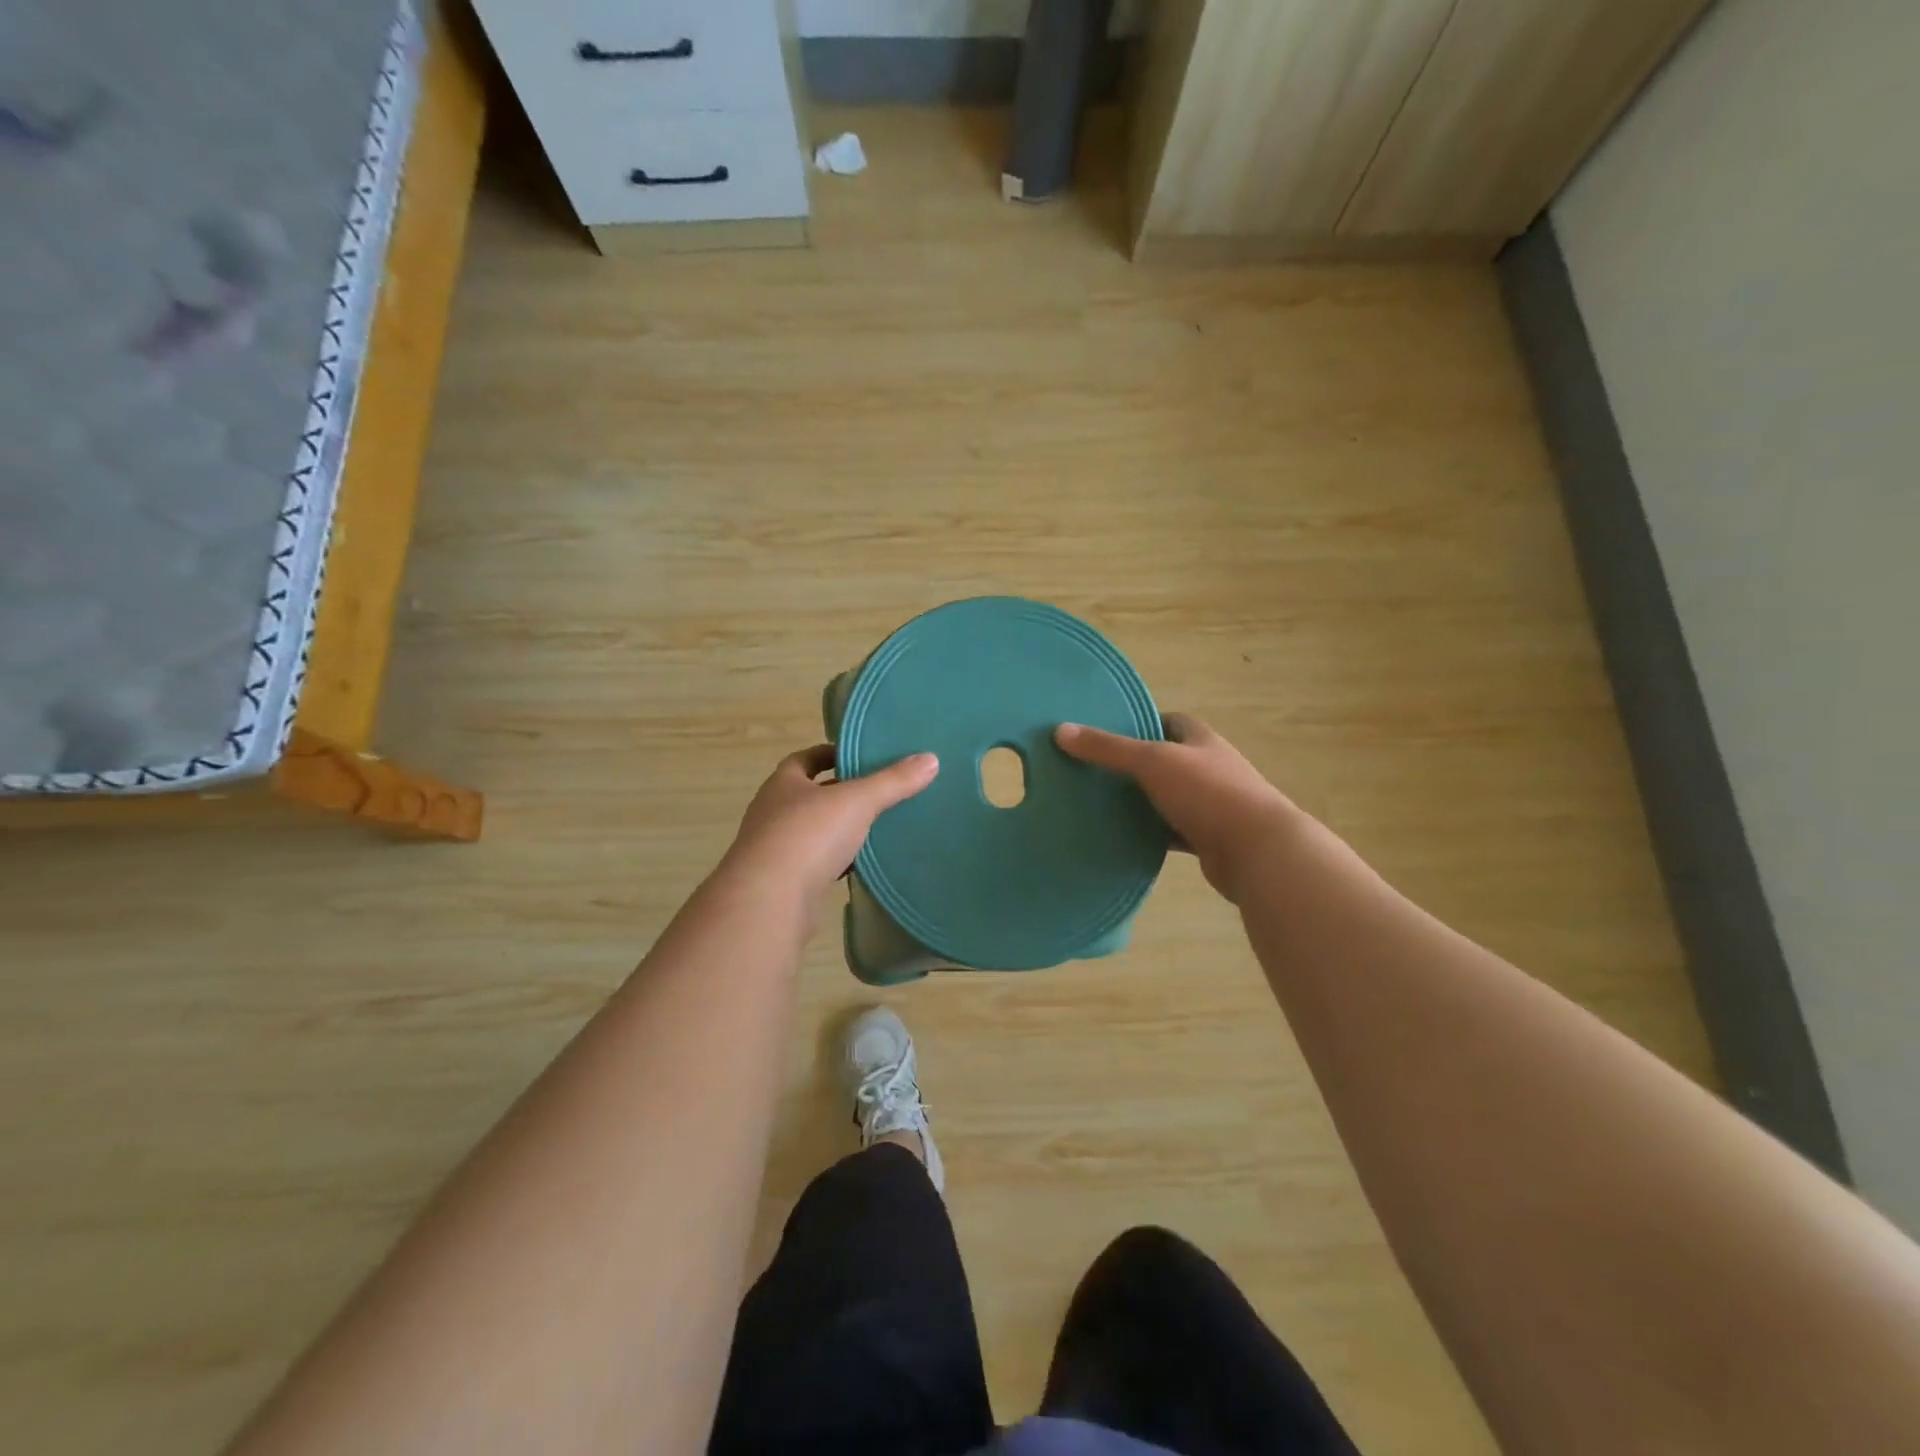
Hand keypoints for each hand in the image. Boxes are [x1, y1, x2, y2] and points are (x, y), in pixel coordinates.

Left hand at [723, 745, 939, 900]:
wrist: (769, 901)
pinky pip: (816, 865)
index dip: (831, 754)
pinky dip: (837, 862)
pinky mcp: (784, 883)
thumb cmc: (808, 836)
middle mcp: (773, 812)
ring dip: (839, 830)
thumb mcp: (858, 801)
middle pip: (810, 795)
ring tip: (877, 828)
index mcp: (783, 783)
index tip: (859, 756)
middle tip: (879, 792)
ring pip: (813, 832)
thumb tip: (930, 759)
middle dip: (840, 793)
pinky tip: (861, 866)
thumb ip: (893, 781)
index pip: (805, 759)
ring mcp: (775, 850)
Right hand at [1054, 713, 1301, 903]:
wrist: (1257, 851)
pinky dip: (1151, 833)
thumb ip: (1108, 748)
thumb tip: (1061, 730)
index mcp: (1201, 741)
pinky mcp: (1208, 838)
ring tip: (1098, 803)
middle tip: (1093, 770)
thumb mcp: (1152, 762)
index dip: (1141, 722)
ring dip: (1141, 801)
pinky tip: (1122, 837)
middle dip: (1134, 764)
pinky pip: (1171, 831)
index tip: (1107, 732)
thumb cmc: (1208, 793)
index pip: (1170, 721)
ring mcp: (1211, 805)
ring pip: (1167, 798)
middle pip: (1166, 760)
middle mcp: (1209, 768)